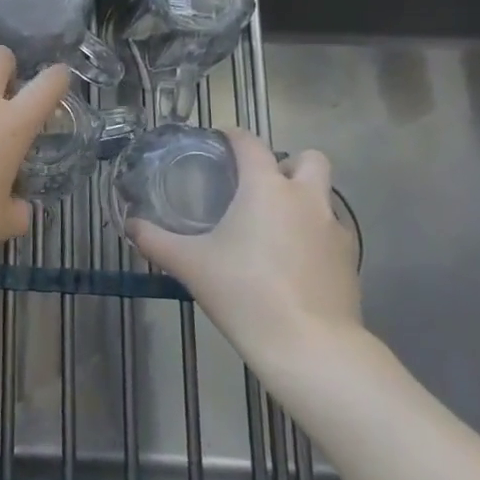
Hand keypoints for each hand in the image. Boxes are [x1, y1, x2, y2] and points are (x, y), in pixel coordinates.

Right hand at [129, 129, 362, 378]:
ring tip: (274, 223)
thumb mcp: (189, 265)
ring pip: (324, 195)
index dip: (233, 135)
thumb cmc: (244, 292)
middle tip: (259, 185)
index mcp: (266, 188)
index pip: (251, 144)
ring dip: (303, 198)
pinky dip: (313, 233)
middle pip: (309, 159)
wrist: (309, 345)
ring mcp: (334, 229)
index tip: (219, 139)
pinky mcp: (350, 260)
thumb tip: (130, 226)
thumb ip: (155, 241)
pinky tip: (293, 259)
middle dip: (287, 163)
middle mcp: (305, 198)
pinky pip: (332, 231)